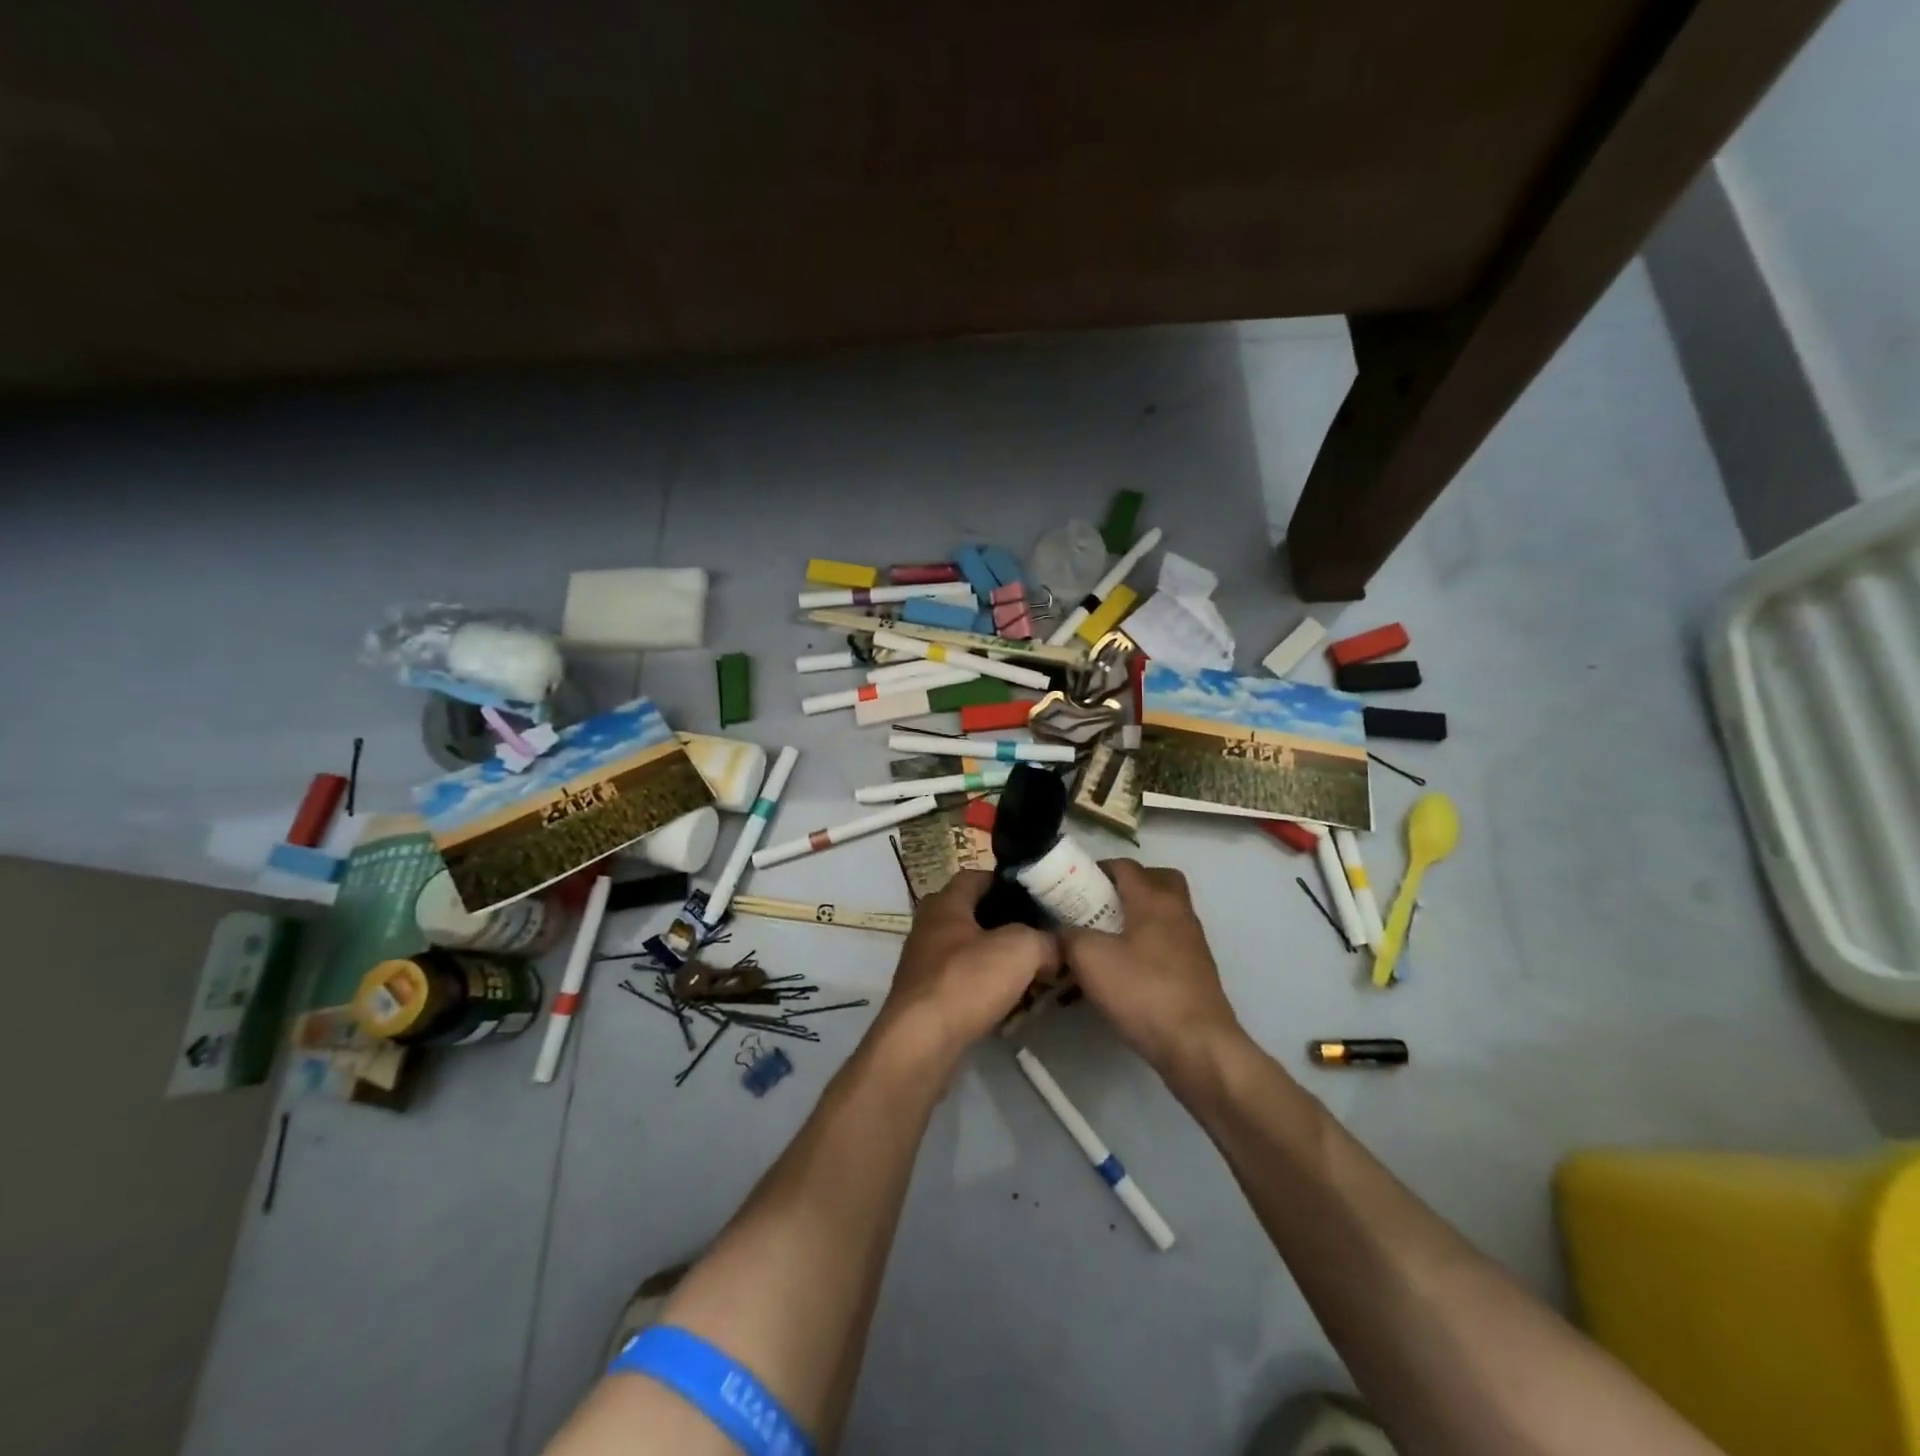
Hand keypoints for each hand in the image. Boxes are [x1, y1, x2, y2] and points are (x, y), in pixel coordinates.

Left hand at [875, 871, 1059, 1062]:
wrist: (921, 1042)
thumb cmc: (966, 980)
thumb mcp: (1021, 949)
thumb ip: (1045, 941)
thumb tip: (1057, 949)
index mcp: (945, 903)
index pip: (976, 876)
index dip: (1006, 881)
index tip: (1037, 894)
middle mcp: (929, 927)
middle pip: (972, 914)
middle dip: (1005, 922)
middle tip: (1039, 933)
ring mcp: (923, 964)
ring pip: (968, 951)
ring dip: (996, 958)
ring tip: (1032, 970)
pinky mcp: (925, 999)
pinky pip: (962, 982)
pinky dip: (985, 988)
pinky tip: (1009, 1002)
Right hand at [1060, 859, 1242, 1080]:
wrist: (1197, 1045)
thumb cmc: (1142, 991)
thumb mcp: (1089, 959)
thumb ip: (1068, 936)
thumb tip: (1061, 931)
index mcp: (1154, 898)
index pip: (1124, 865)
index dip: (1095, 870)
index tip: (1070, 887)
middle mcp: (1178, 911)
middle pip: (1154, 881)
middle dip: (1124, 888)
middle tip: (1096, 907)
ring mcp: (1192, 942)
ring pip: (1161, 914)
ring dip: (1134, 919)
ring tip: (1103, 942)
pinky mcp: (1195, 971)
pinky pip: (1166, 943)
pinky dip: (1145, 946)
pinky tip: (1123, 971)